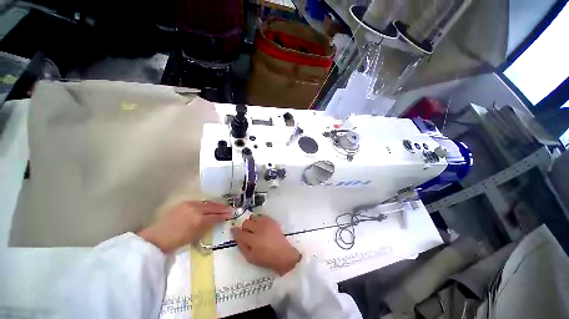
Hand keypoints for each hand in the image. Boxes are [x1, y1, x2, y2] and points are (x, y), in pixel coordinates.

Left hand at [139, 201, 231, 252]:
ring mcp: (189, 204)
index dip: (224, 214)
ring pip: (207, 203)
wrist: (157, 238)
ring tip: (221, 206)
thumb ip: (208, 225)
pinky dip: (206, 203)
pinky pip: (199, 202)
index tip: (231, 213)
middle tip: (229, 208)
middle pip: (213, 207)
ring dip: (215, 204)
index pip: (215, 215)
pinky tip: (209, 205)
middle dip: (222, 208)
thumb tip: (218, 220)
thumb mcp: (196, 236)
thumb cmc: (177, 241)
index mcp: (199, 219)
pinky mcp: (184, 203)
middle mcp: (196, 209)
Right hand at [231, 215, 300, 274]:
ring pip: (253, 217)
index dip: (234, 231)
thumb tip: (237, 237)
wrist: (284, 254)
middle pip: (246, 223)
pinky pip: (261, 216)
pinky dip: (259, 220)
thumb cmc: (266, 259)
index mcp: (253, 240)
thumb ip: (242, 246)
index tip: (233, 230)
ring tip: (254, 229)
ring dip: (251, 222)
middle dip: (244, 228)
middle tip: (247, 233)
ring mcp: (266, 223)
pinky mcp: (272, 221)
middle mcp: (259, 228)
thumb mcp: (250, 258)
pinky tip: (261, 226)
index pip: (240, 233)